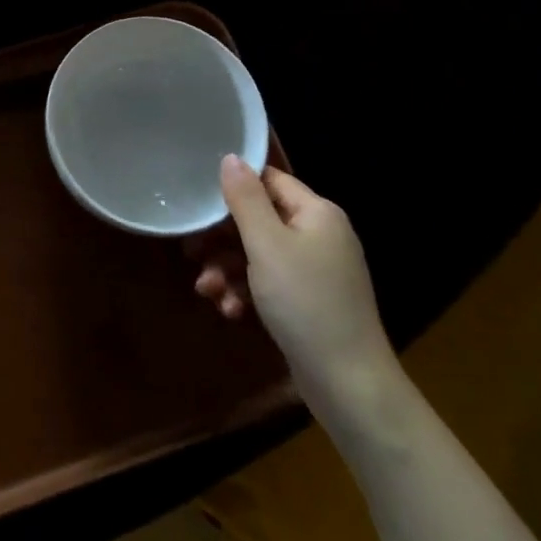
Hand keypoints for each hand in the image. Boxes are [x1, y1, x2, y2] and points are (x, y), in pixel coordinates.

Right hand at [200, 156, 398, 413]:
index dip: (234, 189)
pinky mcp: (309, 301)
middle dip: (222, 240)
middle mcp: (319, 235)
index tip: (200, 205)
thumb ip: (245, 199)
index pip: (269, 181)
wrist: (348, 383)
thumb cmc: (305, 302)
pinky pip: (269, 283)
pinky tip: (229, 310)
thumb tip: (231, 157)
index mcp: (317, 213)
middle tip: (192, 253)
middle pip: (259, 220)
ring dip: (228, 270)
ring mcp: (316, 270)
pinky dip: (246, 292)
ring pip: (259, 255)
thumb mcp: (267, 245)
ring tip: (207, 291)